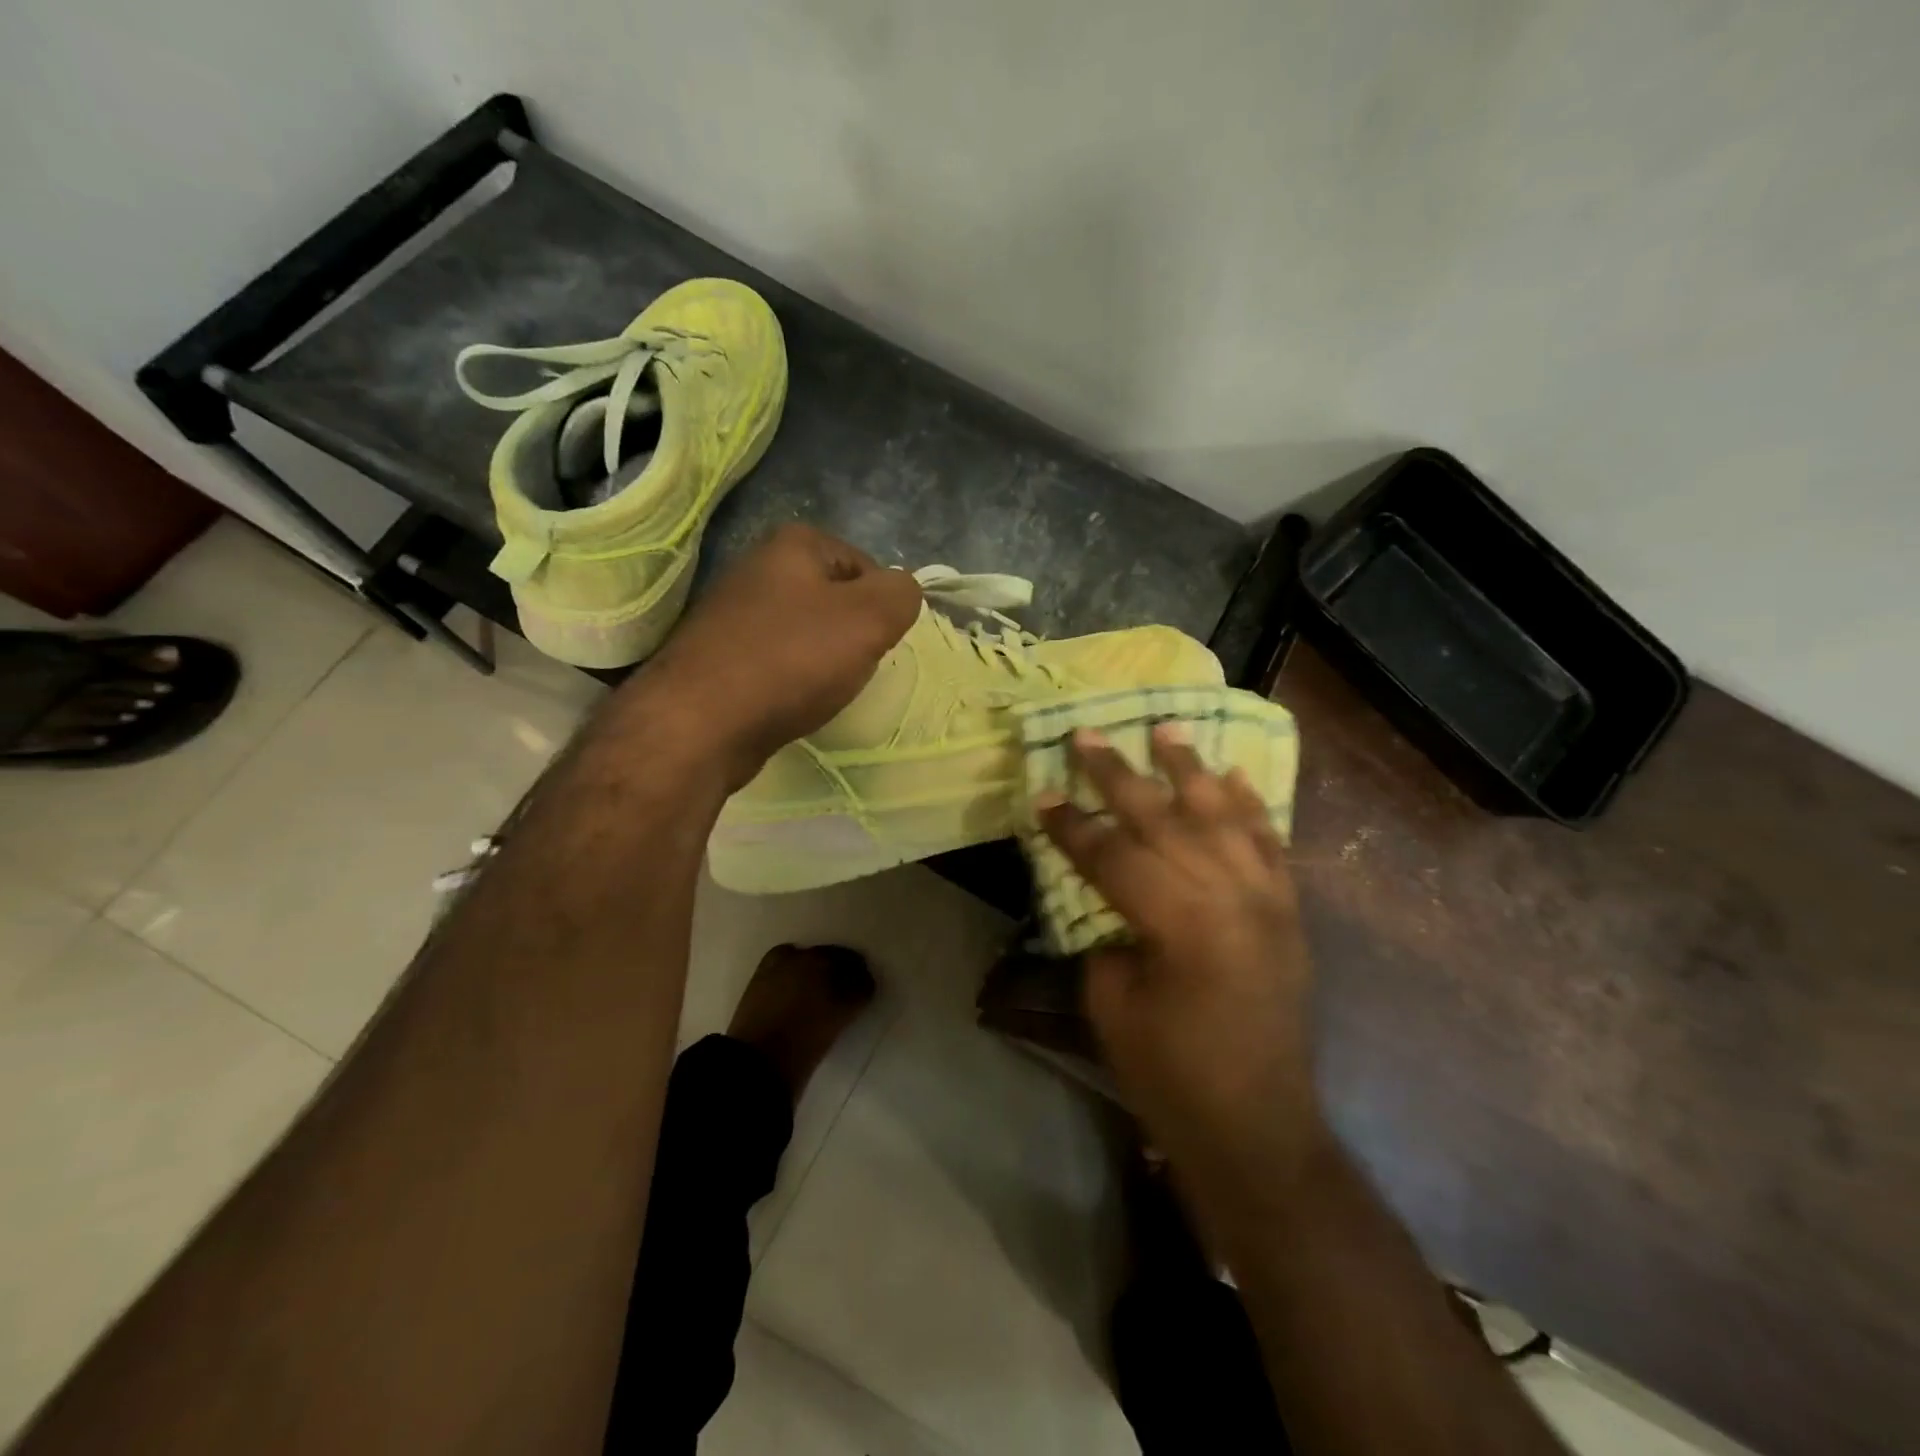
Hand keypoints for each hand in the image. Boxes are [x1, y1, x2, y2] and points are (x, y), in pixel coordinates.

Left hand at [636, 524, 921, 786]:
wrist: (701, 722)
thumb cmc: (791, 660)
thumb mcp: (869, 619)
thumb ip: (902, 594)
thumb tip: (901, 592)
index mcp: (793, 544)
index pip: (867, 566)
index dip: (882, 607)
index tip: (877, 644)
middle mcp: (758, 567)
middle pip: (835, 600)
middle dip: (852, 635)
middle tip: (852, 668)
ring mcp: (732, 612)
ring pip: (806, 632)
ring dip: (822, 660)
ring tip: (821, 689)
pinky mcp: (719, 655)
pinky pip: (776, 660)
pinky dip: (791, 680)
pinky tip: (790, 701)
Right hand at [1038, 725, 1322, 1185]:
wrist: (1259, 1129)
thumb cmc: (1173, 1076)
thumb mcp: (1113, 1005)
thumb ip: (1105, 935)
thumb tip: (1104, 895)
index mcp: (1180, 923)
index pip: (1112, 856)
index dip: (1071, 826)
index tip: (1040, 794)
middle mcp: (1230, 897)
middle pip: (1164, 820)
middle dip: (1119, 776)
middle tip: (1088, 736)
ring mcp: (1268, 900)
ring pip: (1222, 817)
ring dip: (1190, 769)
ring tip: (1166, 727)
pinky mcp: (1288, 912)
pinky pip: (1270, 844)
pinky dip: (1249, 806)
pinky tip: (1232, 775)